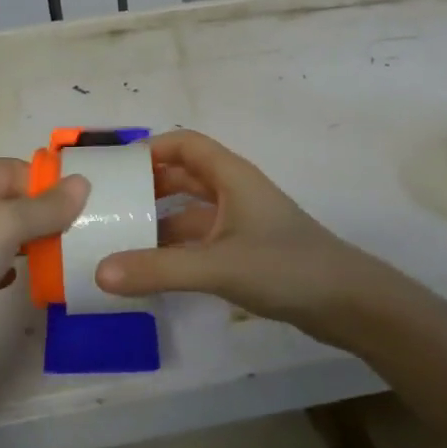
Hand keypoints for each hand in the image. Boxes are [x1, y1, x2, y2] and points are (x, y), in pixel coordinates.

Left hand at [0, 159, 86, 401]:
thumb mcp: (2, 223)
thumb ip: (45, 206)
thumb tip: (83, 183)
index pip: (13, 170)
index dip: (49, 185)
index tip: (89, 205)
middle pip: (9, 201)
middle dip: (45, 215)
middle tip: (87, 231)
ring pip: (4, 236)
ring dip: (35, 243)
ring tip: (70, 254)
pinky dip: (17, 270)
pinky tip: (37, 280)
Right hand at [95, 130, 372, 343]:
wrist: (347, 302)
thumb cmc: (285, 267)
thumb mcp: (217, 266)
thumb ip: (159, 270)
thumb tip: (99, 271)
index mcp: (231, 176)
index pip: (184, 144)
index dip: (149, 149)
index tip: (114, 169)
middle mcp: (234, 192)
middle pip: (183, 177)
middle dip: (147, 186)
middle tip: (107, 204)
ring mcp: (242, 222)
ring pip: (190, 212)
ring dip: (159, 220)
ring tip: (119, 237)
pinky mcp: (246, 251)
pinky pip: (200, 240)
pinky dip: (176, 248)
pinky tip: (152, 269)